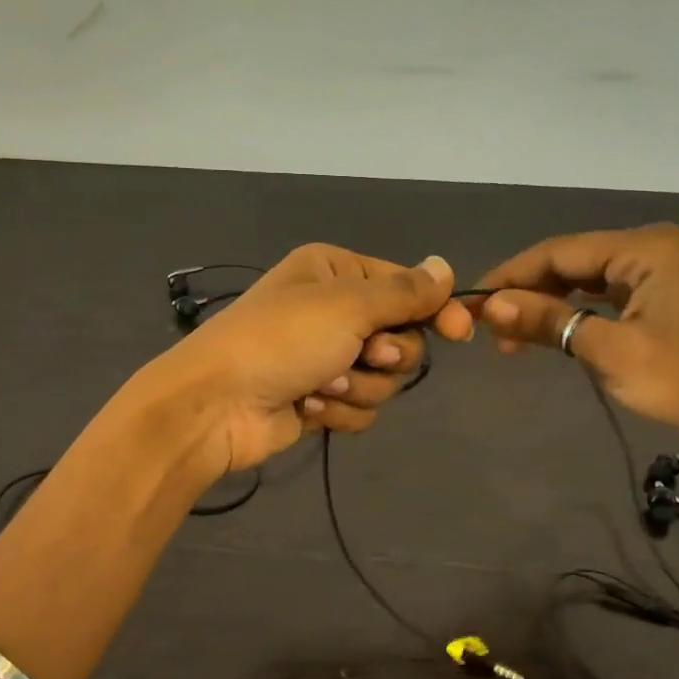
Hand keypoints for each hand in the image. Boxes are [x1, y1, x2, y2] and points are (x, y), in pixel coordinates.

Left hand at [149, 245, 471, 473]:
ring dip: (358, 385)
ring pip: (383, 378)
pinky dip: (339, 410)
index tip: (460, 332)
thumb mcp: (348, 305)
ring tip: (322, 384)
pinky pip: (359, 407)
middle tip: (363, 355)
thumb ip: (404, 292)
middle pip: (400, 337)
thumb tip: (444, 268)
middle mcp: (331, 311)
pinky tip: (308, 406)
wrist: (217, 405)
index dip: (434, 309)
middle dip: (386, 354)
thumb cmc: (282, 340)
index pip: (404, 286)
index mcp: (334, 272)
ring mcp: (324, 358)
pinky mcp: (320, 400)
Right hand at [472, 225, 678, 456]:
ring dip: (547, 309)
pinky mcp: (663, 309)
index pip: (559, 252)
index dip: (510, 276)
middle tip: (486, 327)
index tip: (470, 302)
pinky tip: (550, 337)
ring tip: (509, 339)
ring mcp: (660, 281)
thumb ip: (548, 321)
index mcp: (644, 249)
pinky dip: (574, 320)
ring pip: (586, 286)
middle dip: (527, 294)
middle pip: (571, 265)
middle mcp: (652, 253)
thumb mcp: (610, 350)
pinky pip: (605, 303)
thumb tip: (490, 306)